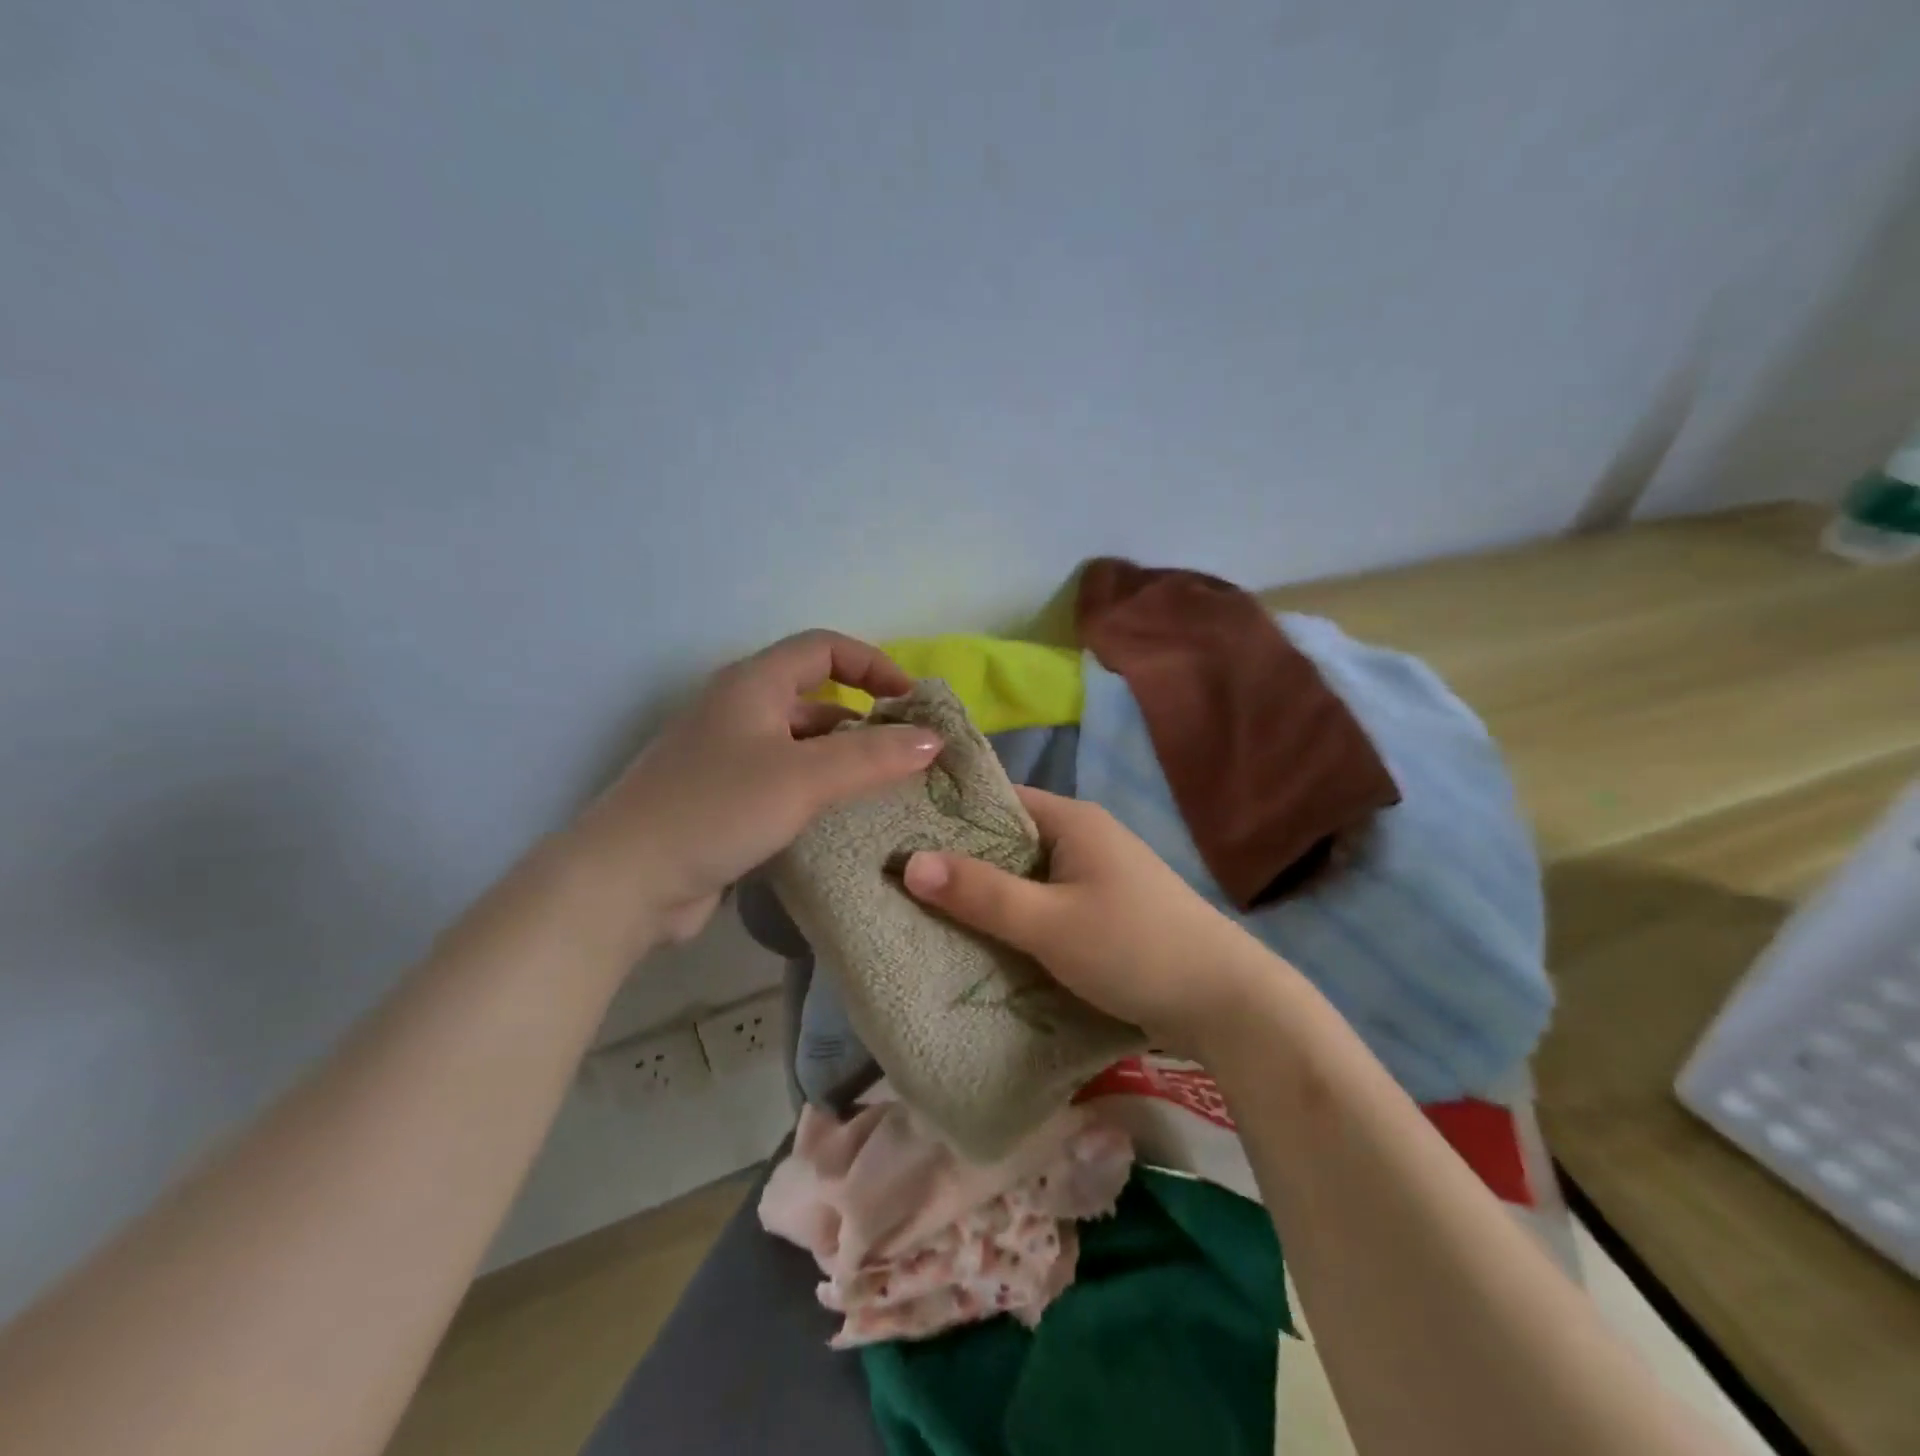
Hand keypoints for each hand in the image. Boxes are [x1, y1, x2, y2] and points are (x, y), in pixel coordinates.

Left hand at [575, 630, 942, 946]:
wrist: (625, 882)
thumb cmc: (716, 809)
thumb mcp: (803, 777)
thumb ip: (872, 756)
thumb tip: (935, 739)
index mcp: (752, 684)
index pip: (824, 648)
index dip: (873, 664)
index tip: (912, 701)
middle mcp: (738, 711)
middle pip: (814, 697)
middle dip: (865, 718)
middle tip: (910, 753)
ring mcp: (727, 758)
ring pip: (801, 744)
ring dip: (844, 759)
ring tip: (889, 790)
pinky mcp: (723, 801)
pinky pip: (785, 782)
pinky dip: (819, 791)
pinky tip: (844, 820)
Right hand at [901, 788, 1272, 1048]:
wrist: (1228, 1004)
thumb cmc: (1135, 949)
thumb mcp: (1050, 923)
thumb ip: (982, 893)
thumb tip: (907, 862)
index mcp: (1073, 820)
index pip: (997, 801)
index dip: (948, 816)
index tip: (897, 836)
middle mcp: (1084, 837)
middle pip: (1008, 839)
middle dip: (960, 861)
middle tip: (899, 881)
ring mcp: (1097, 875)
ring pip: (1025, 876)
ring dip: (988, 894)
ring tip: (927, 911)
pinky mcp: (1104, 911)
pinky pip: (1045, 903)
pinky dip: (1015, 917)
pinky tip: (982, 939)